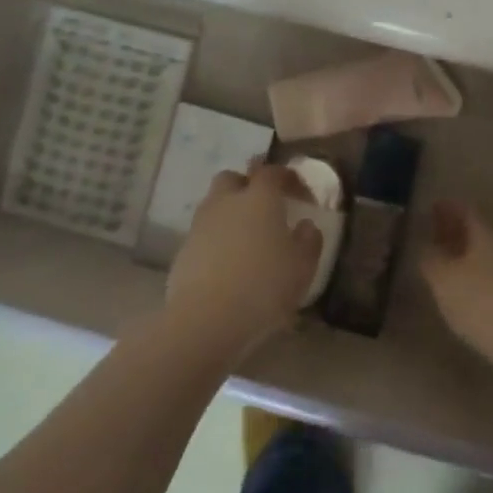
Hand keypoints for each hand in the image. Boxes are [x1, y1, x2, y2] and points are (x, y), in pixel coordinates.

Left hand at [166, 163, 320, 363]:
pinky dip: (217, 239)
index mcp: (259, 198)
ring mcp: (200, 225)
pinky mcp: (183, 251)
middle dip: (248, 186)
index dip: (288, 178)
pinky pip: (204, 233)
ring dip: (230, 213)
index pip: (272, 172)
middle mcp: (227, 202)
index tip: (301, 195)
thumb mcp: (303, 266)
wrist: (205, 320)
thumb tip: (306, 226)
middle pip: (233, 179)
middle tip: (265, 207)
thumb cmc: (264, 286)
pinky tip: (228, 262)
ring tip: (246, 238)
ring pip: (214, 205)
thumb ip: (309, 240)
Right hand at [419, 200, 492, 390]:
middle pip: (478, 235)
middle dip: (455, 232)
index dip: (449, 207)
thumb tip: (424, 245)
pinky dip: (474, 284)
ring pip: (485, 261)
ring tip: (441, 265)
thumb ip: (431, 259)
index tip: (432, 205)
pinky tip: (462, 297)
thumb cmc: (485, 303)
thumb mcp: (445, 279)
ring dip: (464, 260)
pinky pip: (491, 286)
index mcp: (487, 236)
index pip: (467, 212)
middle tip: (432, 233)